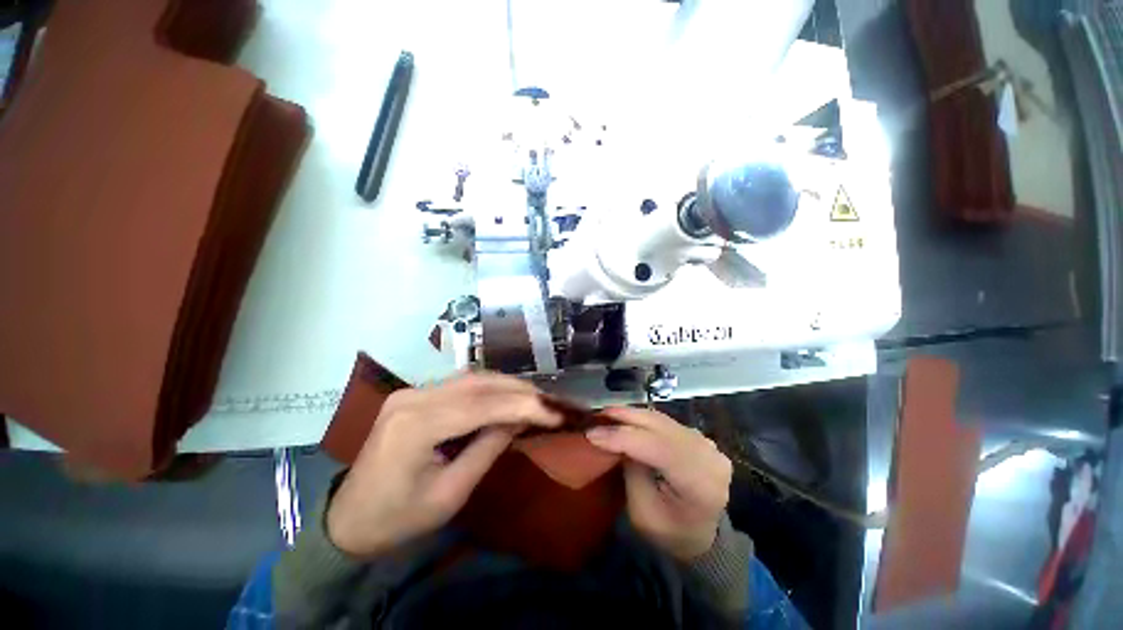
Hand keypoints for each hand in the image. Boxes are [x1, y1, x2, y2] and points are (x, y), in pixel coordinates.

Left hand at [327, 373, 561, 557]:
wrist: (347, 521)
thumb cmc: (397, 520)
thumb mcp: (450, 494)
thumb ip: (488, 448)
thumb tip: (519, 418)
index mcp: (415, 426)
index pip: (480, 406)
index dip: (522, 405)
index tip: (554, 411)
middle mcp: (412, 397)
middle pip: (477, 384)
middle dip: (518, 390)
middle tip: (548, 401)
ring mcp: (410, 392)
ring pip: (471, 378)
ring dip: (506, 386)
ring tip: (534, 398)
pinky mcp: (413, 394)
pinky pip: (460, 385)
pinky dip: (488, 389)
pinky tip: (506, 397)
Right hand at [587, 407, 732, 560]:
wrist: (702, 537)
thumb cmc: (670, 533)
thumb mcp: (643, 511)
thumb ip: (631, 470)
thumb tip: (614, 438)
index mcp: (700, 483)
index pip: (657, 448)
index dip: (622, 437)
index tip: (592, 433)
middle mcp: (708, 456)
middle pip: (661, 427)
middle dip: (626, 418)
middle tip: (597, 414)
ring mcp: (707, 444)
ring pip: (662, 420)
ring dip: (633, 415)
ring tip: (608, 414)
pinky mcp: (699, 437)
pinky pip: (666, 422)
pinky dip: (644, 419)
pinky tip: (626, 418)